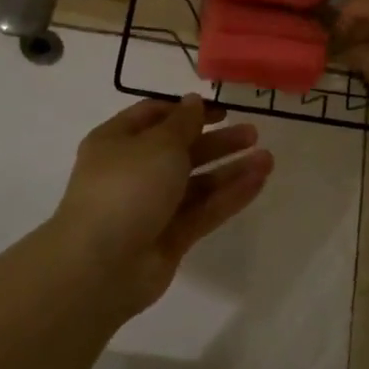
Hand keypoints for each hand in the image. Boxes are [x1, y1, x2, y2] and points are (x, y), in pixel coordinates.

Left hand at [52, 96, 273, 317]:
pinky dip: (230, 196)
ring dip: (230, 169)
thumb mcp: (158, 143)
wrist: (101, 265)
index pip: (154, 117)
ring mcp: (152, 207)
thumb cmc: (126, 187)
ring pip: (197, 182)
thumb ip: (183, 122)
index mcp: (117, 142)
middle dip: (217, 141)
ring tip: (267, 158)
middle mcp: (133, 172)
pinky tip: (259, 181)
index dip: (187, 110)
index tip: (221, 110)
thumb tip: (193, 102)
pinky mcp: (171, 237)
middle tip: (252, 133)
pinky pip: (204, 210)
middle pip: (181, 150)